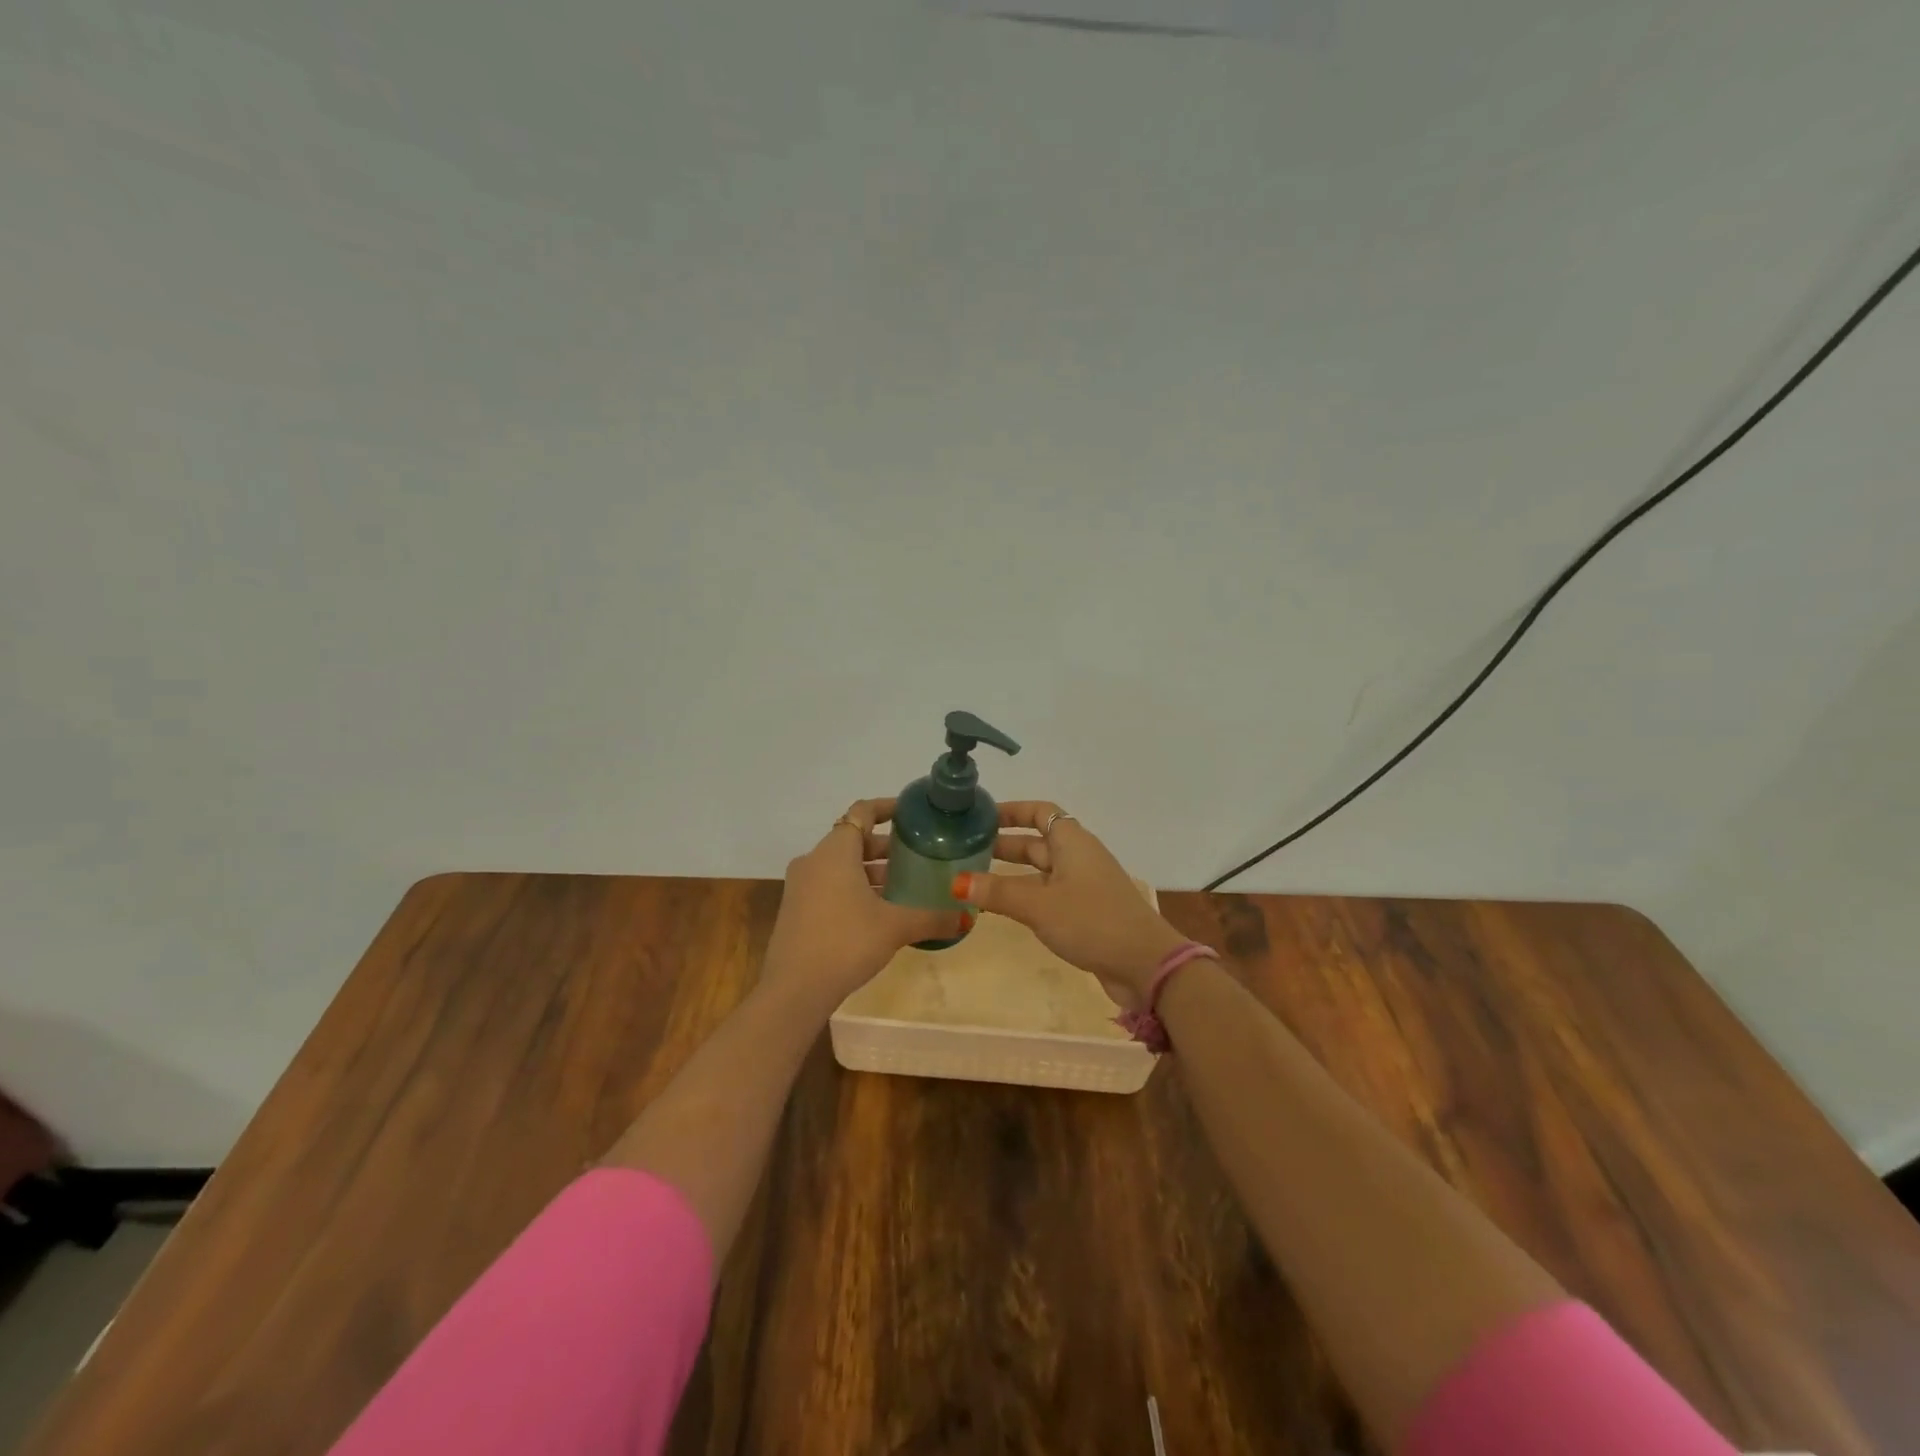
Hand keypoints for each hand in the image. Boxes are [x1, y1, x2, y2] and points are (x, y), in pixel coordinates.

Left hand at [761, 798, 967, 1012]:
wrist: (794, 989)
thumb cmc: (846, 942)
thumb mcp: (895, 927)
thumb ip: (932, 918)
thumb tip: (968, 917)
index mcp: (835, 851)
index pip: (862, 812)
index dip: (887, 808)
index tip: (911, 813)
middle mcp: (814, 860)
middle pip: (852, 839)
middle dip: (885, 846)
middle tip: (917, 855)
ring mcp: (800, 885)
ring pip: (841, 865)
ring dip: (870, 870)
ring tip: (903, 885)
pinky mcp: (796, 909)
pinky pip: (829, 885)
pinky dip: (854, 887)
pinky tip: (878, 911)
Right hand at [951, 802, 1188, 1011]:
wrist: (1145, 964)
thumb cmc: (1092, 921)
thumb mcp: (1039, 905)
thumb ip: (998, 893)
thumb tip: (957, 882)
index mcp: (1072, 842)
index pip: (1040, 812)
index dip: (1011, 811)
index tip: (980, 817)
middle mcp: (1079, 857)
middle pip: (1038, 842)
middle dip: (1004, 844)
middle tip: (967, 850)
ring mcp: (1085, 885)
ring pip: (1042, 871)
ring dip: (1012, 873)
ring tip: (976, 880)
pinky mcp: (1087, 912)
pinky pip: (1050, 894)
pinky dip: (1027, 896)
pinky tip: (1005, 909)